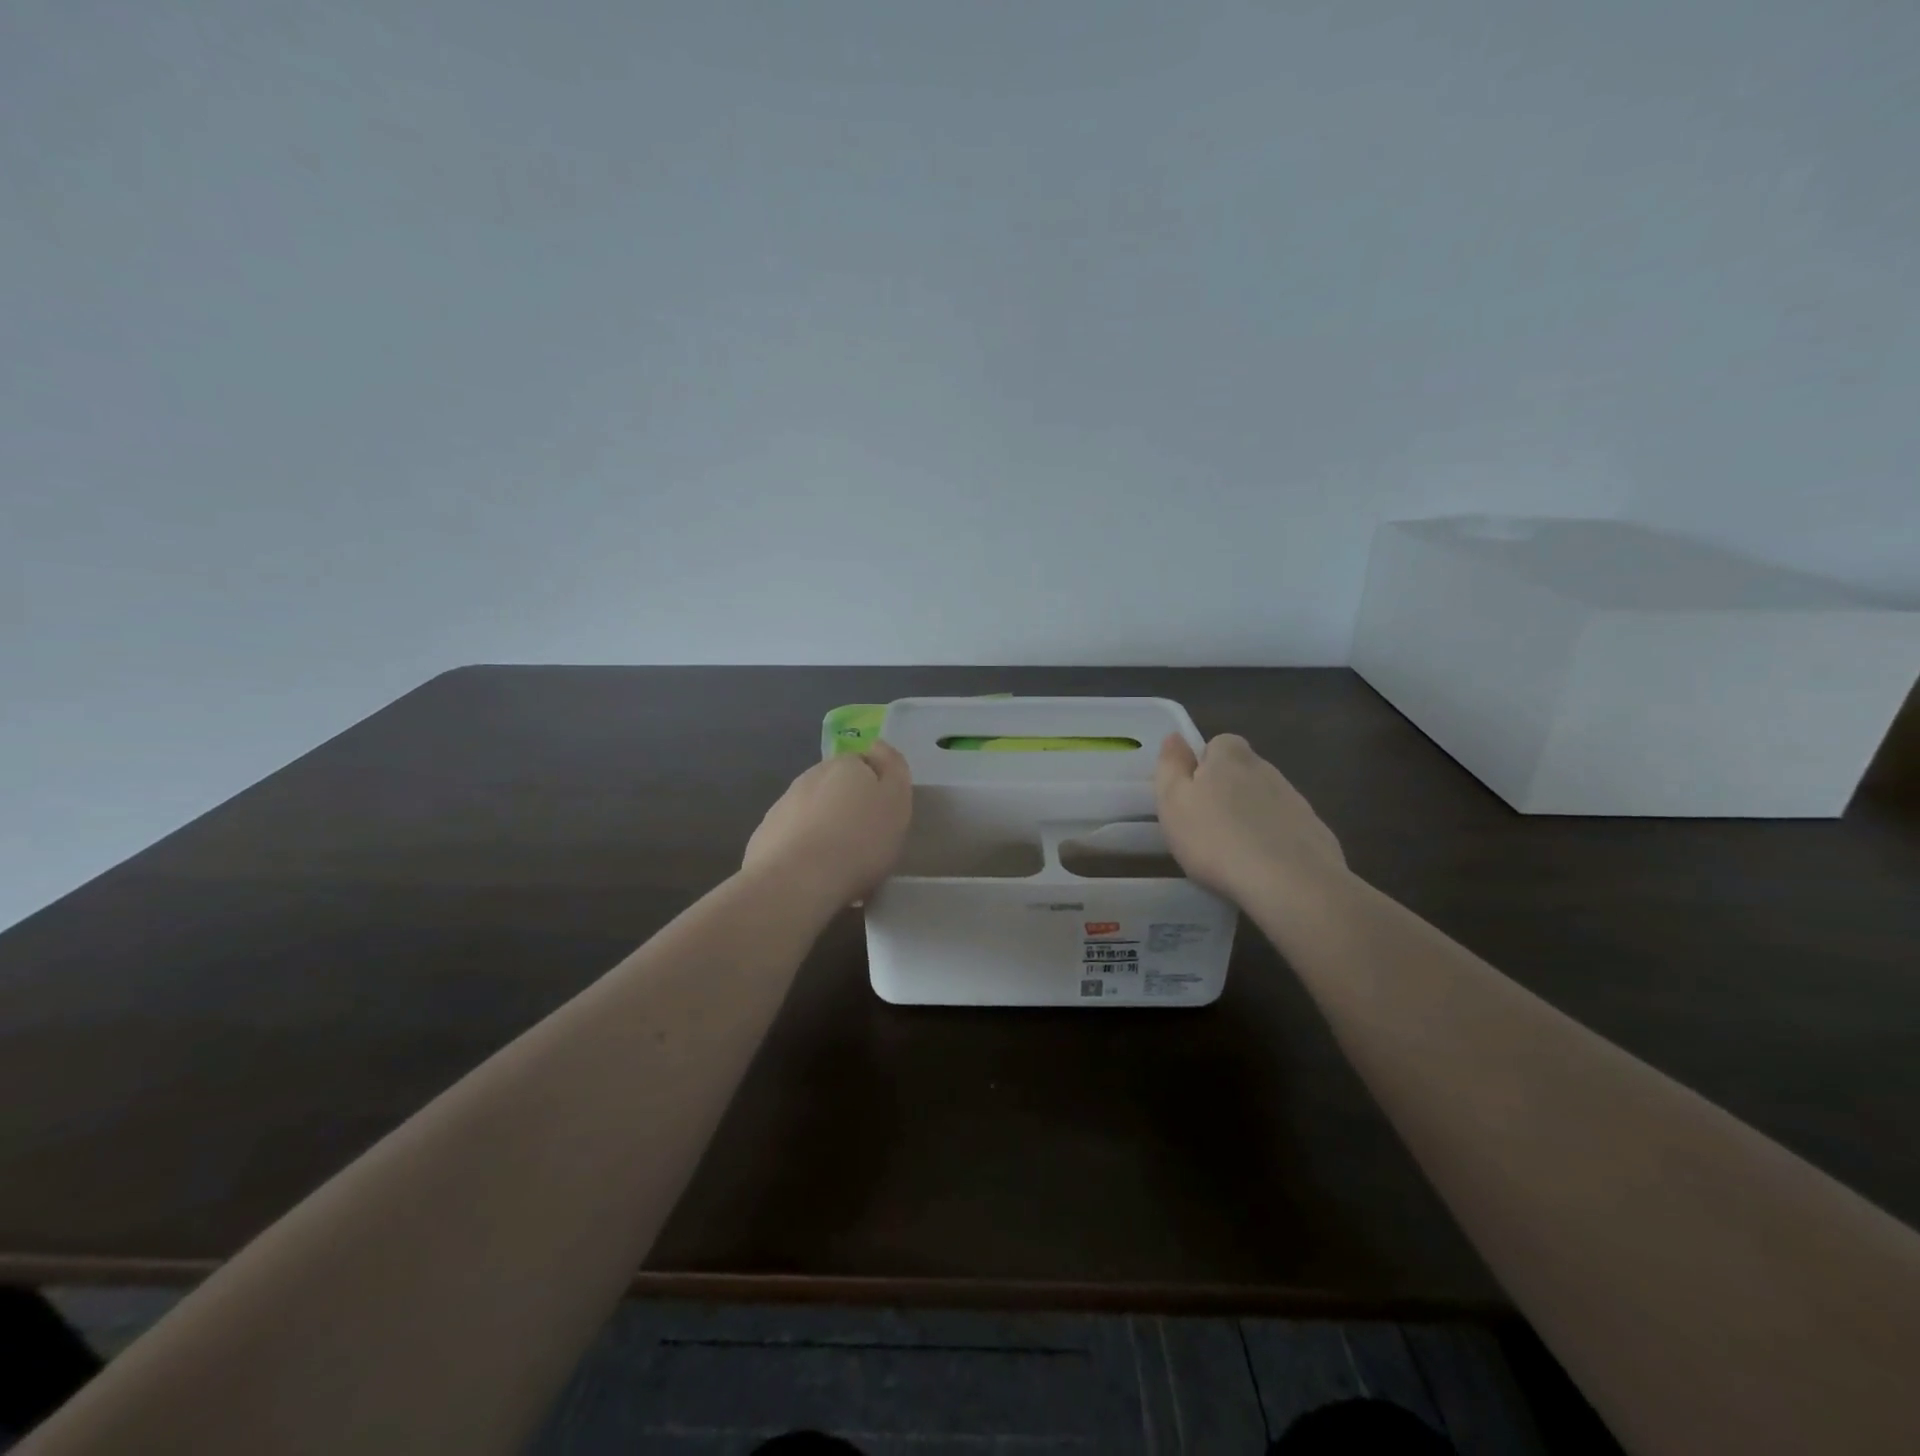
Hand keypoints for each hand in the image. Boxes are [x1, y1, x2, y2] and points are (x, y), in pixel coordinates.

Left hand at [743, 742, 912, 907]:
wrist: (797, 880)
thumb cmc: (860, 840)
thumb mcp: (896, 801)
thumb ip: (893, 769)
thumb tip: (877, 746)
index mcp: (845, 765)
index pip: (865, 763)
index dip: (877, 786)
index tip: (884, 813)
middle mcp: (811, 776)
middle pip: (837, 786)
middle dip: (848, 804)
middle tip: (864, 838)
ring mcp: (783, 805)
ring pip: (812, 810)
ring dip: (825, 825)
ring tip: (838, 860)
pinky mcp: (764, 836)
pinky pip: (792, 836)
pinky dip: (803, 847)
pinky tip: (812, 872)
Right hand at [1155, 733, 1345, 907]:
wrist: (1290, 883)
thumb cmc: (1216, 840)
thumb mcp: (1173, 801)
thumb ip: (1171, 765)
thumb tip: (1175, 737)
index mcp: (1231, 757)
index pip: (1218, 744)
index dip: (1203, 765)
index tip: (1192, 794)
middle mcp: (1267, 770)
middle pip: (1242, 771)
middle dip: (1227, 791)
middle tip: (1207, 826)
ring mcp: (1296, 801)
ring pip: (1265, 800)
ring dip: (1251, 816)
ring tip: (1234, 852)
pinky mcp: (1316, 832)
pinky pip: (1286, 828)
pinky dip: (1274, 841)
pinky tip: (1263, 868)